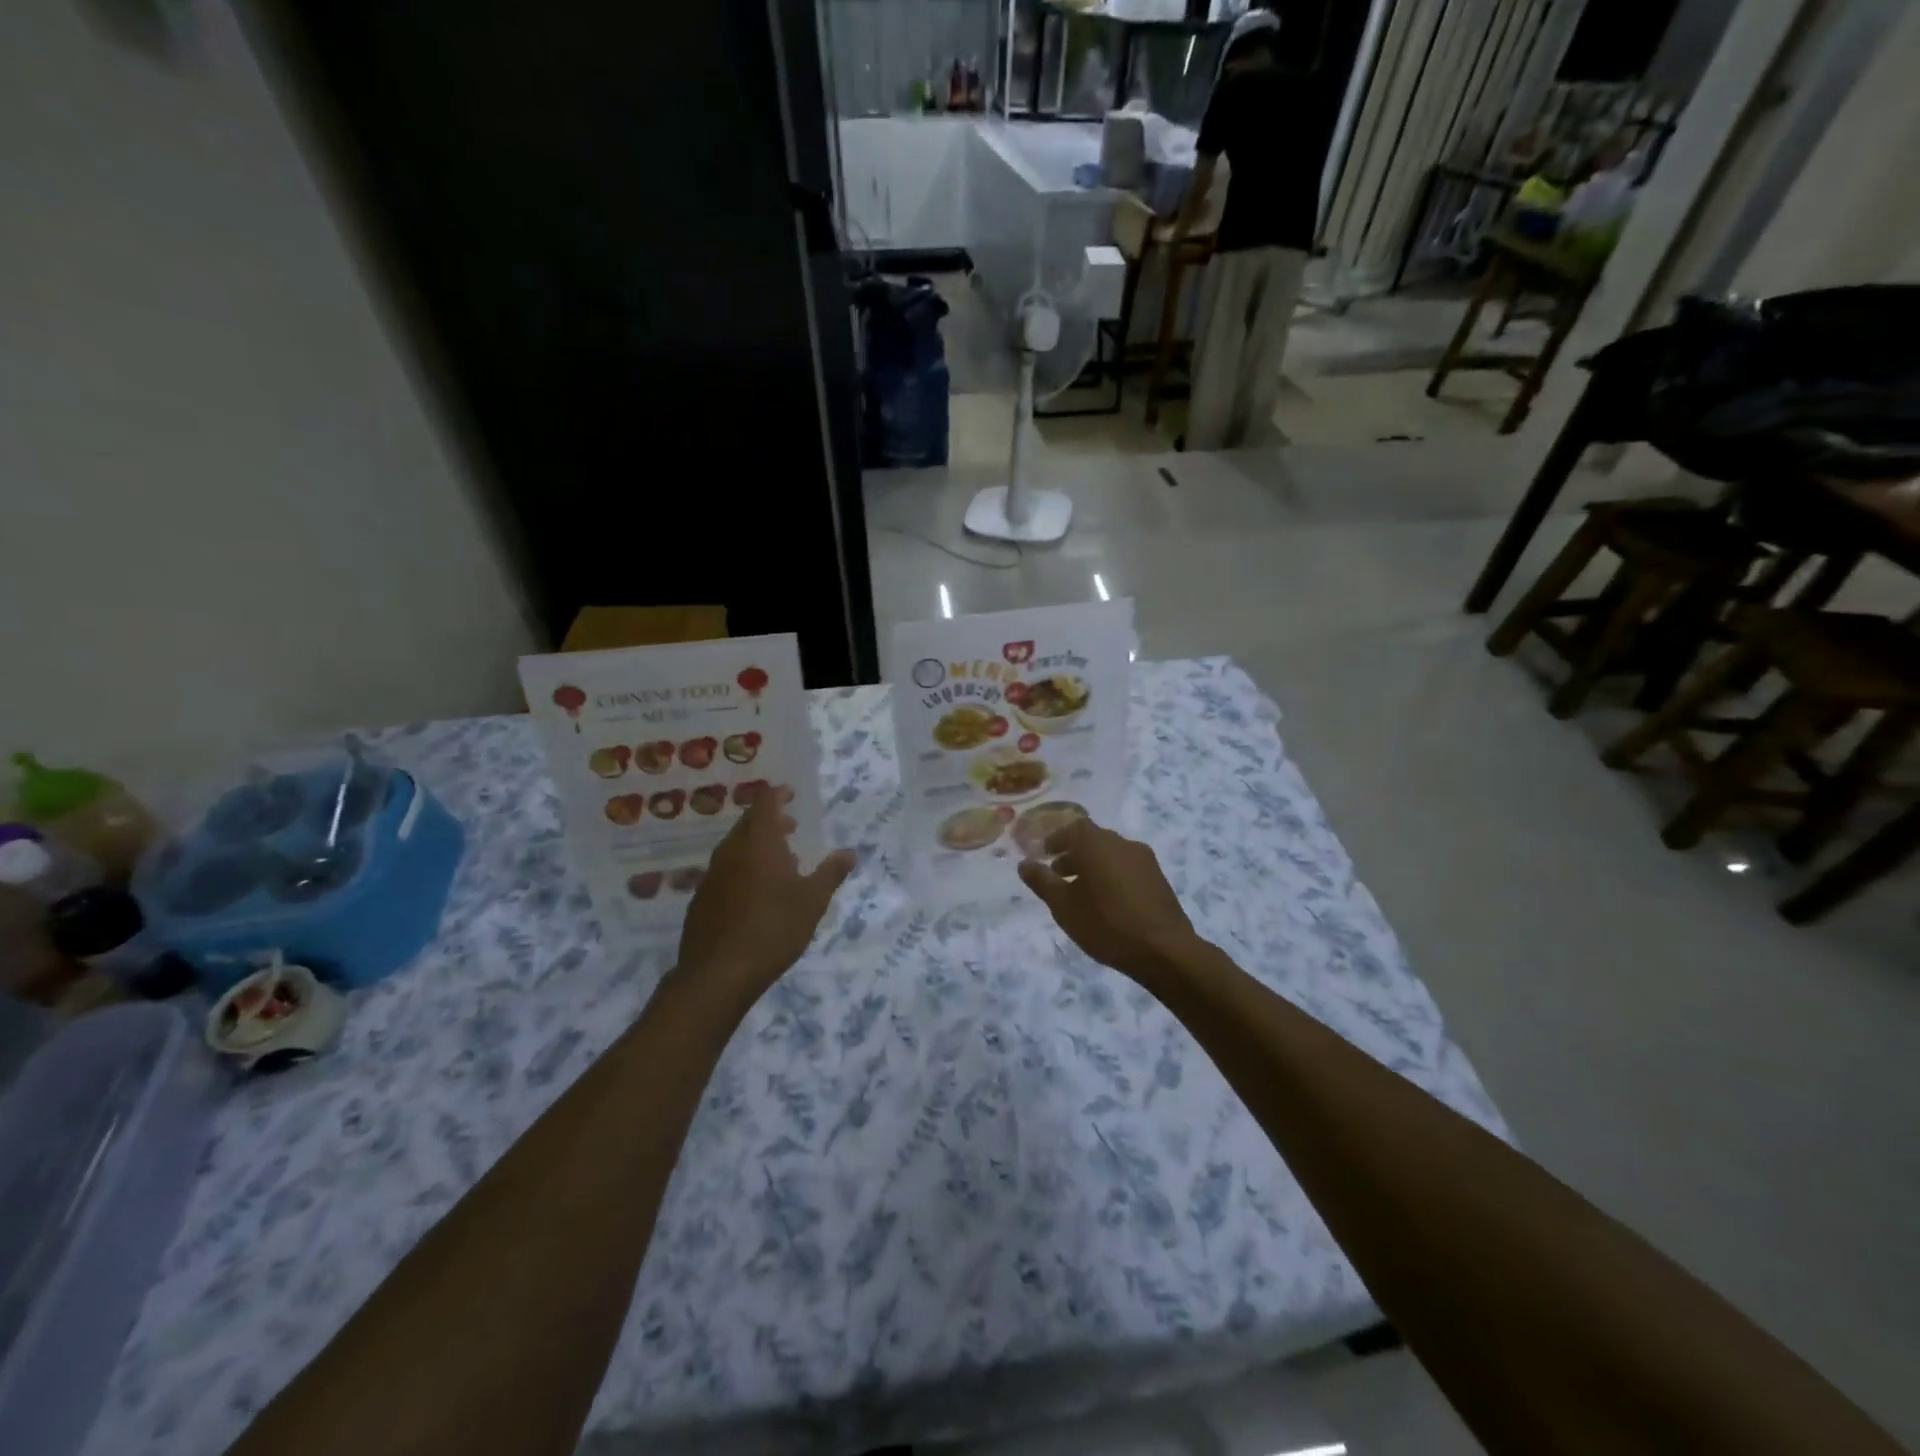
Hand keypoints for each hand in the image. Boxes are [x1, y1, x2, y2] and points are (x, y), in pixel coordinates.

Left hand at [677, 788, 855, 1000]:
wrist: (718, 974)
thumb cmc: (773, 929)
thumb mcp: (812, 901)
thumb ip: (831, 873)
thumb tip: (850, 852)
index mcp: (759, 843)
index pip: (766, 803)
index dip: (779, 794)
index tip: (791, 793)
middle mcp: (731, 851)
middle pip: (749, 823)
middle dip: (771, 820)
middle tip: (792, 827)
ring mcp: (712, 875)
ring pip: (735, 847)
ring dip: (757, 845)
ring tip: (780, 861)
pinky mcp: (702, 898)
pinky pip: (725, 870)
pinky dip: (743, 868)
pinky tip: (755, 892)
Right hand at [1017, 817, 1198, 984]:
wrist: (1164, 949)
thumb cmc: (1106, 924)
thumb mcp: (1063, 906)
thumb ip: (1042, 881)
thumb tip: (1024, 863)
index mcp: (1097, 843)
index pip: (1072, 828)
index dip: (1056, 839)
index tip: (1044, 854)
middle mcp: (1122, 843)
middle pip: (1093, 840)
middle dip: (1073, 854)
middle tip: (1058, 874)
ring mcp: (1144, 859)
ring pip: (1111, 854)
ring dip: (1093, 865)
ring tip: (1081, 892)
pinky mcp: (1158, 878)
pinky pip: (1127, 867)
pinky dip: (1111, 875)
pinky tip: (1107, 901)